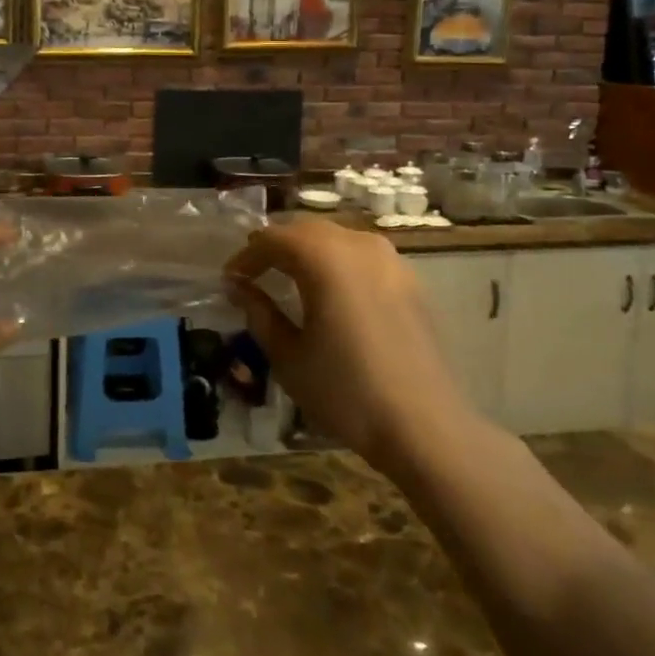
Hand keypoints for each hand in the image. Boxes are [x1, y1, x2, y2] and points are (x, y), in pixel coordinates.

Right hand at [225, 221, 474, 465]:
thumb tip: (237, 286)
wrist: (423, 426)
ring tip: (288, 278)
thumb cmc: (345, 390)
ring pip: (336, 237)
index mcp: (323, 257)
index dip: (246, 256)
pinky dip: (337, 261)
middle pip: (305, 229)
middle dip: (276, 246)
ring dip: (307, 250)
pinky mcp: (409, 280)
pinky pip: (362, 254)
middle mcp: (358, 245)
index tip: (230, 280)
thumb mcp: (288, 355)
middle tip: (254, 274)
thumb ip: (258, 312)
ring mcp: (390, 260)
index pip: (272, 238)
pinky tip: (330, 290)